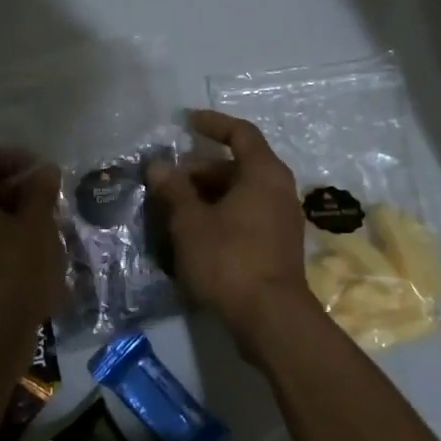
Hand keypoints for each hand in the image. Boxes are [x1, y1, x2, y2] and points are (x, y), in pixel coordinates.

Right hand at [147, 110, 317, 354]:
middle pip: (238, 166)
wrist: (270, 318)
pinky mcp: (277, 246)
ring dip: (208, 196)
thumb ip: (174, 190)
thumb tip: (158, 166)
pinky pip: (246, 216)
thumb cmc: (229, 259)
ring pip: (240, 194)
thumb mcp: (191, 222)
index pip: (240, 133)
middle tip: (168, 182)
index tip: (186, 122)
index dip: (213, 124)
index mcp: (264, 173)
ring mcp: (282, 219)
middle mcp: (279, 189)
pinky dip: (220, 215)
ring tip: (174, 209)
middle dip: (200, 170)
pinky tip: (194, 234)